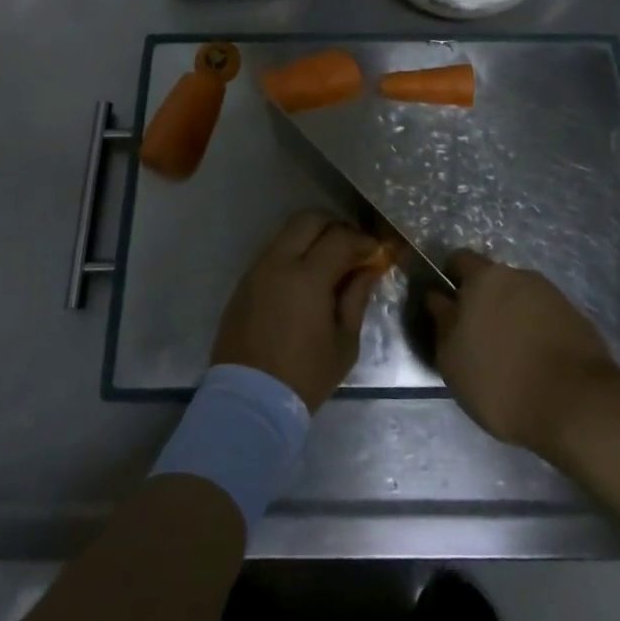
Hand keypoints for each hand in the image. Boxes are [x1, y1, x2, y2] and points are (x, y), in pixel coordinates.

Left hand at [211, 210, 384, 411]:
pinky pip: (273, 251)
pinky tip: (306, 275)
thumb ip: (356, 298)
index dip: (363, 241)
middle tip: (353, 245)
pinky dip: (293, 251)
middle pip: (309, 219)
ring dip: (312, 236)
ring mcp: (257, 269)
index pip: (340, 238)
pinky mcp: (244, 281)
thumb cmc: (304, 376)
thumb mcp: (344, 343)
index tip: (376, 253)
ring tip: (330, 259)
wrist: (250, 401)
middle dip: (335, 225)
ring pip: (287, 231)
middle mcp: (279, 262)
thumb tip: (367, 270)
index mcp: (307, 277)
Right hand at [427, 250, 619, 458]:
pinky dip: (536, 333)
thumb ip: (442, 321)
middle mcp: (519, 275)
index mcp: (485, 277)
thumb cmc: (501, 380)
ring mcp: (552, 295)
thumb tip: (437, 298)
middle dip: (483, 302)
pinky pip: (545, 318)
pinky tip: (535, 364)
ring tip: (509, 356)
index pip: (459, 260)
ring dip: (511, 318)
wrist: (578, 405)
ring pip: (520, 299)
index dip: (449, 280)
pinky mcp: (577, 319)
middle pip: (493, 280)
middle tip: (476, 338)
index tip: (446, 308)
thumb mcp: (452, 359)